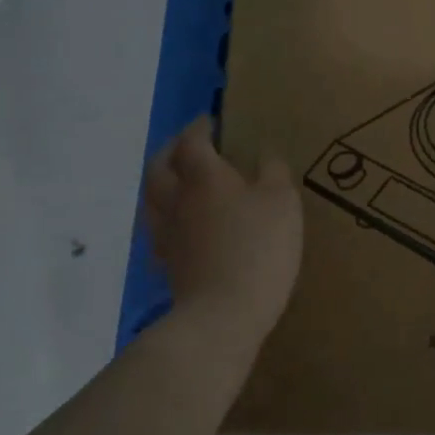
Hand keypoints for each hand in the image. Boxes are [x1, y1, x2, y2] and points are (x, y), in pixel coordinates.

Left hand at [144, 118, 302, 334]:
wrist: (222, 313)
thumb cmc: (258, 248)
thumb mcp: (282, 202)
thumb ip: (273, 172)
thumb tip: (264, 155)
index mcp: (204, 176)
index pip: (193, 141)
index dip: (200, 127)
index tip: (211, 121)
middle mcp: (176, 198)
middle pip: (160, 165)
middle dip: (173, 149)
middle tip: (190, 144)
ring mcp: (167, 232)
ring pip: (153, 196)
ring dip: (164, 180)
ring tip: (182, 179)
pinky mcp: (168, 262)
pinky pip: (159, 226)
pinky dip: (168, 214)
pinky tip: (183, 222)